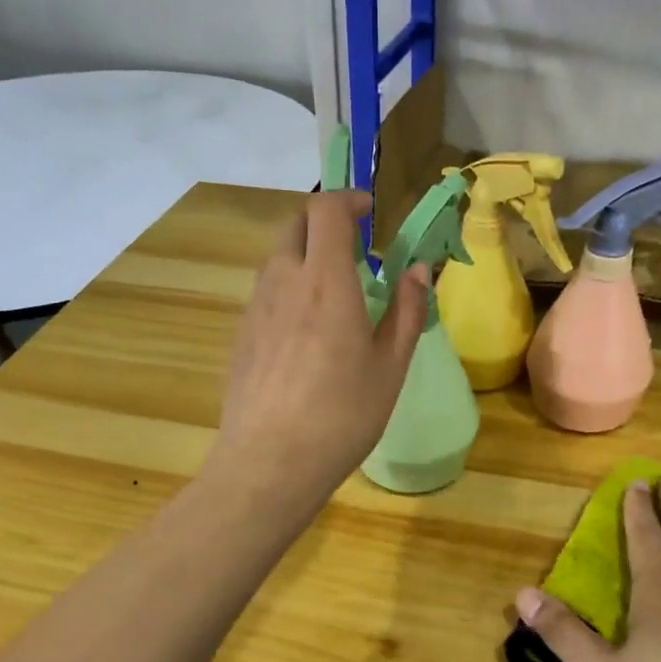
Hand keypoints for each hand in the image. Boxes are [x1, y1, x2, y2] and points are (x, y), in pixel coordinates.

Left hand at [209, 190, 427, 502]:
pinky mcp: (242, 335)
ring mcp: (256, 308)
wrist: (271, 462)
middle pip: (295, 225)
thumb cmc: (343, 414)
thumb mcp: (390, 365)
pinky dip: (289, 288)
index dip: (349, 199)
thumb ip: (406, 309)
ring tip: (335, 293)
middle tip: (355, 248)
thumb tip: (418, 269)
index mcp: (325, 280)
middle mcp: (283, 281)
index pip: (326, 210)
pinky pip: (266, 292)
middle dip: (325, 222)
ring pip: (278, 258)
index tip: (371, 211)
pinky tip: (308, 332)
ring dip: (306, 256)